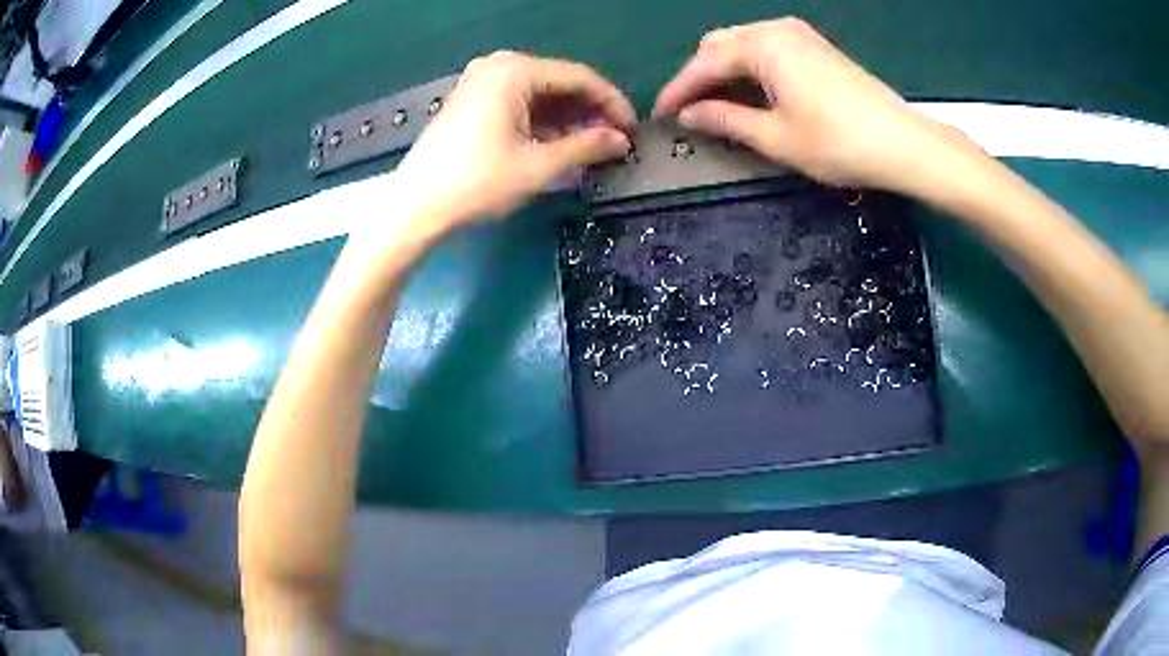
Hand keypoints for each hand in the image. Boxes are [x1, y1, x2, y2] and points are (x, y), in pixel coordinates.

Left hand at [395, 51, 634, 227]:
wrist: (415, 206)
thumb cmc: (477, 183)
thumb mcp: (539, 166)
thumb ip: (587, 147)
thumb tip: (621, 141)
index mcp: (515, 70)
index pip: (580, 77)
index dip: (612, 104)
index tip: (633, 130)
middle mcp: (498, 66)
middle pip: (560, 82)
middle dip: (590, 112)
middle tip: (614, 142)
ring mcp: (482, 82)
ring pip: (540, 94)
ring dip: (568, 118)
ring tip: (591, 147)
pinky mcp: (472, 100)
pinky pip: (519, 102)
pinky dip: (542, 121)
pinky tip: (559, 143)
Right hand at [654, 18, 962, 193]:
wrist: (904, 144)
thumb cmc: (838, 143)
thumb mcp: (776, 137)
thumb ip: (726, 120)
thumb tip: (689, 115)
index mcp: (763, 45)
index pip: (705, 63)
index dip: (678, 90)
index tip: (660, 115)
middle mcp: (777, 29)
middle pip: (720, 45)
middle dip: (700, 76)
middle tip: (690, 112)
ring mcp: (800, 35)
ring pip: (744, 45)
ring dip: (724, 72)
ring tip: (716, 106)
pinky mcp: (816, 47)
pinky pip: (768, 49)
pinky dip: (750, 69)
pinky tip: (750, 93)